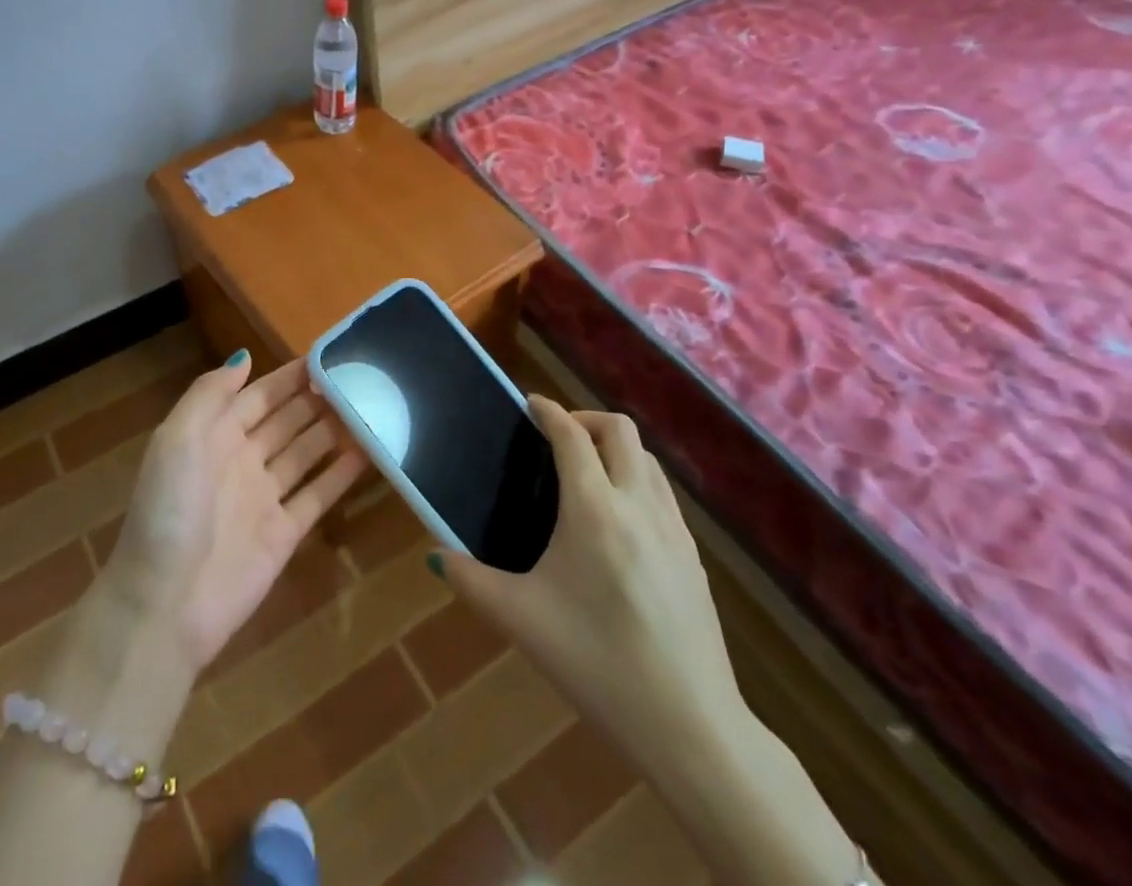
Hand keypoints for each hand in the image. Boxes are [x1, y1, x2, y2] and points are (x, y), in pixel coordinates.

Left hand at [98, 351, 367, 672]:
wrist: (164, 604)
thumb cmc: (169, 511)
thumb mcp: (177, 439)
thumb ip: (210, 394)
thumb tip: (245, 357)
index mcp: (213, 435)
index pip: (258, 395)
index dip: (288, 377)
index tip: (326, 355)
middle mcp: (241, 460)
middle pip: (286, 420)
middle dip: (316, 399)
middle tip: (359, 378)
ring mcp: (263, 498)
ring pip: (305, 453)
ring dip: (333, 430)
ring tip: (370, 406)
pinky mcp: (284, 534)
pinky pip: (317, 495)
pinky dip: (340, 473)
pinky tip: (368, 452)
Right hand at [437, 396, 746, 772]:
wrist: (691, 728)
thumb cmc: (597, 664)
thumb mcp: (522, 621)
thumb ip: (472, 581)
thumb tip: (437, 556)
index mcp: (594, 509)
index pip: (571, 435)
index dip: (548, 410)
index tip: (530, 404)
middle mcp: (638, 504)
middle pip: (619, 429)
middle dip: (585, 419)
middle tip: (556, 437)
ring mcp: (673, 528)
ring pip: (647, 458)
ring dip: (615, 447)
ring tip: (585, 472)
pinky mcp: (693, 555)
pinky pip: (662, 491)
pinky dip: (636, 478)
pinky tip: (618, 519)